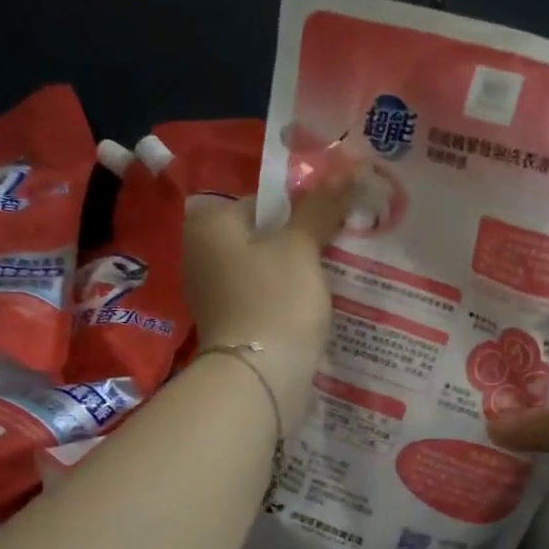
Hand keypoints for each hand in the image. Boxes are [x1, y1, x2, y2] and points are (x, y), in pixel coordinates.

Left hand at [181, 164, 355, 421]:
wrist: (260, 378)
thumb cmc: (276, 300)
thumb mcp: (302, 247)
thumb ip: (321, 207)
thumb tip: (348, 170)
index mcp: (209, 224)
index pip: (263, 201)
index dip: (303, 208)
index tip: (336, 221)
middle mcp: (201, 254)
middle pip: (264, 236)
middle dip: (301, 241)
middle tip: (341, 246)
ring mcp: (213, 293)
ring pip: (266, 269)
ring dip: (297, 272)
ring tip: (335, 277)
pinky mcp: (230, 324)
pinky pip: (264, 298)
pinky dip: (287, 299)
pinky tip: (315, 306)